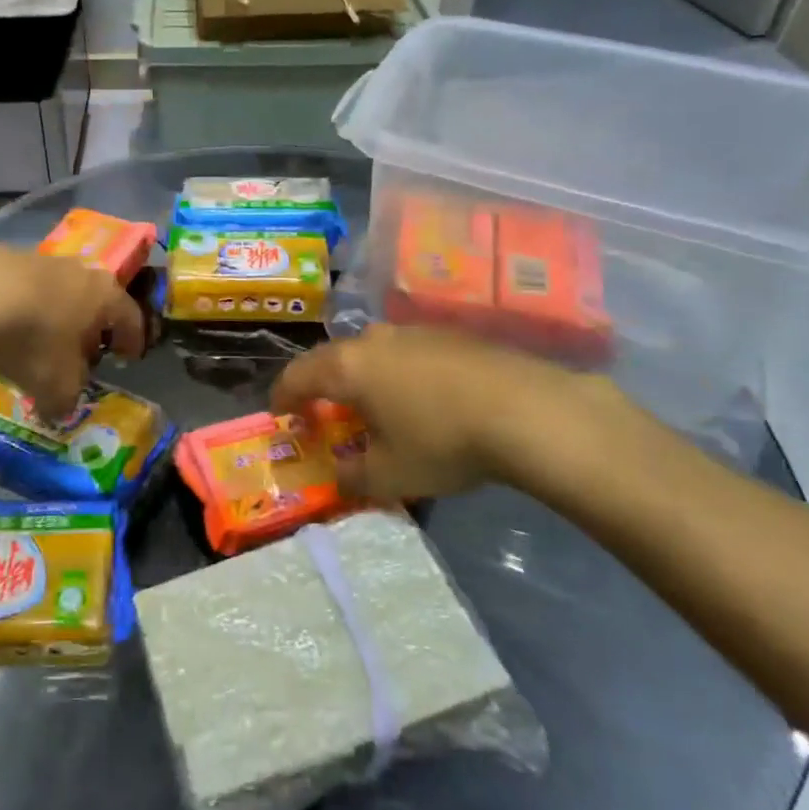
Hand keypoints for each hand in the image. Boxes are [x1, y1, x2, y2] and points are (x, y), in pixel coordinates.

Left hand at [0, 246, 145, 419]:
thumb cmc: (36, 340)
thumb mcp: (57, 386)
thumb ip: (66, 399)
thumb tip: (61, 408)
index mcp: (106, 296)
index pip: (131, 317)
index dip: (132, 339)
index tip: (129, 356)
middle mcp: (80, 271)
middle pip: (94, 300)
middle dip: (89, 327)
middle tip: (81, 353)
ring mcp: (41, 260)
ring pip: (57, 292)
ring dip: (53, 316)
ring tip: (38, 342)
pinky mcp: (3, 257)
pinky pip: (21, 289)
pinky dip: (20, 308)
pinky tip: (4, 328)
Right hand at [271, 324, 636, 502]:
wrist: (526, 410)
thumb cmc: (442, 441)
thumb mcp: (390, 475)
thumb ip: (354, 477)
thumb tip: (341, 477)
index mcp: (348, 367)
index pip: (297, 376)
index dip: (283, 398)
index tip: (282, 417)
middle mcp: (374, 339)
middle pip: (333, 359)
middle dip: (323, 387)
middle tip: (326, 414)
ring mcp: (414, 331)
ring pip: (373, 352)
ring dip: (365, 378)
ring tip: (376, 408)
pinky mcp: (450, 335)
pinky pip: (407, 353)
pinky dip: (400, 374)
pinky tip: (422, 400)